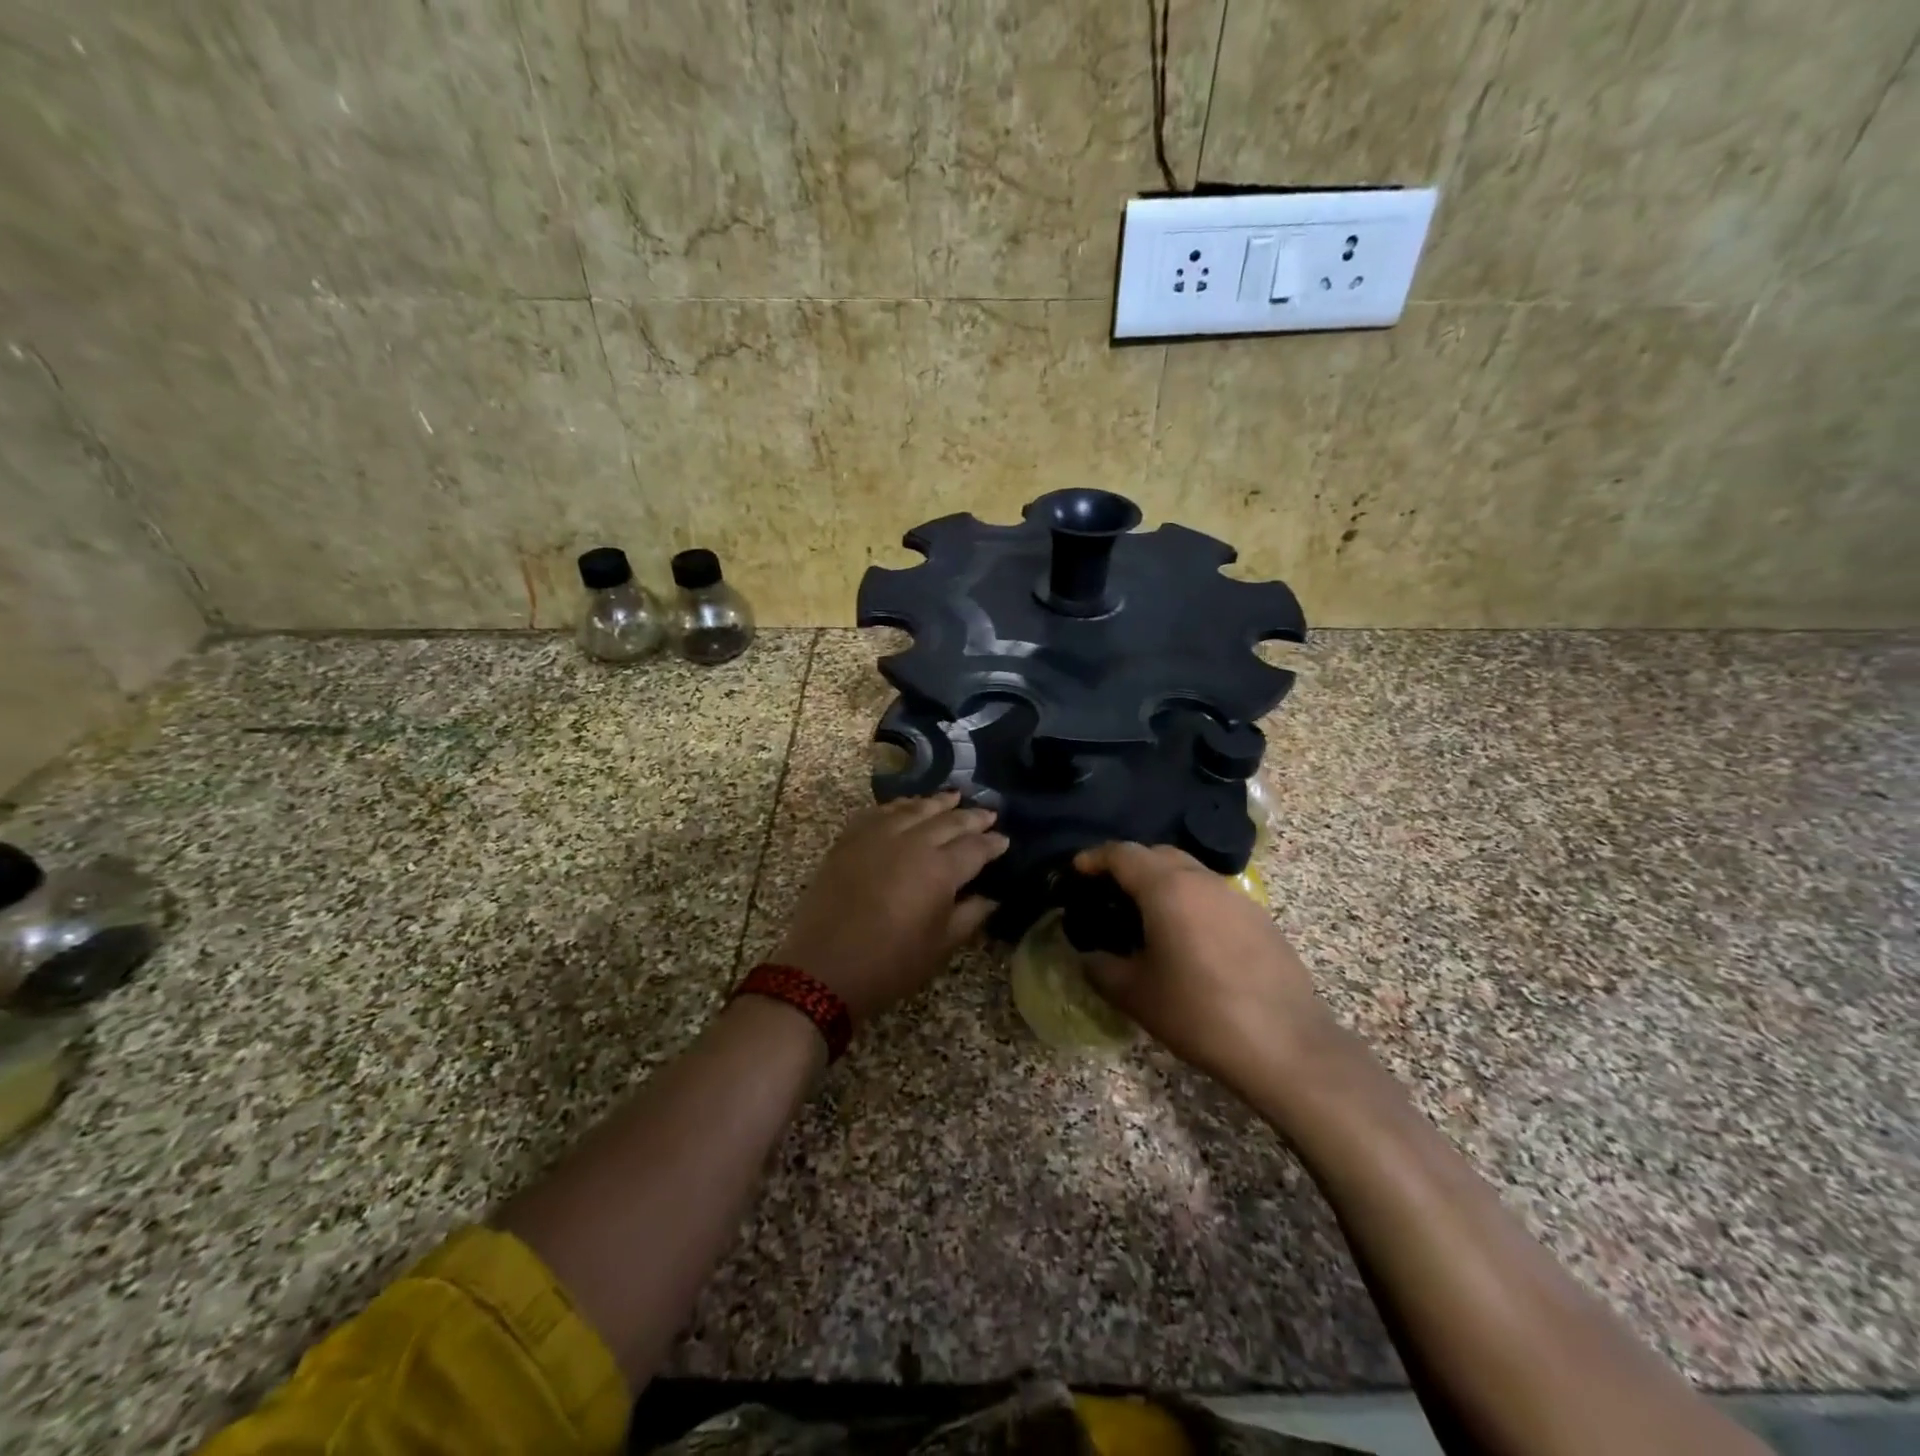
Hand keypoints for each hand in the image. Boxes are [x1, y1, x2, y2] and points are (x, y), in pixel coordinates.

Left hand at [774, 793, 1008, 1019]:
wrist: (822, 968)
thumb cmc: (889, 965)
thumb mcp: (939, 947)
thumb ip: (970, 915)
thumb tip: (991, 897)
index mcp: (940, 870)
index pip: (975, 847)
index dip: (993, 843)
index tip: (1004, 839)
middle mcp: (912, 842)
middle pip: (948, 820)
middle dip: (971, 816)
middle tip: (988, 812)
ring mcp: (877, 835)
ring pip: (914, 808)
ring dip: (937, 802)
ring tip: (953, 796)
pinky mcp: (850, 838)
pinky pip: (880, 812)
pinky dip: (899, 806)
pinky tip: (906, 807)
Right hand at [1073, 842, 1330, 1092]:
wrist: (1285, 1046)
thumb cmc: (1199, 1014)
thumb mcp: (1136, 995)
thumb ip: (1101, 968)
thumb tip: (1088, 956)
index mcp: (1167, 889)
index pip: (1123, 854)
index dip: (1095, 858)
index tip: (1077, 870)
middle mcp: (1203, 881)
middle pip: (1159, 854)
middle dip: (1130, 865)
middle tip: (1109, 891)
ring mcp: (1237, 898)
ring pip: (1190, 873)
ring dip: (1163, 882)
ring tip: (1147, 916)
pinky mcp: (1261, 919)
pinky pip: (1214, 896)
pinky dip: (1191, 901)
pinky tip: (1188, 938)